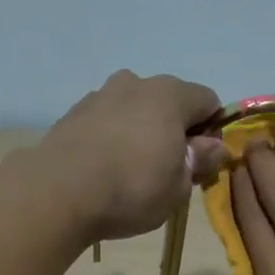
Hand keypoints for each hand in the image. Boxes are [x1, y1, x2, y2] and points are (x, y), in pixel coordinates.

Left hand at [39, 70, 226, 240]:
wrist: (58, 192)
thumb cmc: (132, 189)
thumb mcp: (179, 187)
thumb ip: (200, 161)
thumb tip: (215, 147)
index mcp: (170, 95)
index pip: (209, 101)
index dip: (212, 131)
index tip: (202, 162)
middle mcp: (135, 83)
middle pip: (169, 102)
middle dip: (175, 130)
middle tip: (169, 171)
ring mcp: (100, 95)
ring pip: (134, 110)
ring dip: (141, 133)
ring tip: (132, 171)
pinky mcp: (73, 113)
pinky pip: (107, 122)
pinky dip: (113, 138)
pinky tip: (106, 170)